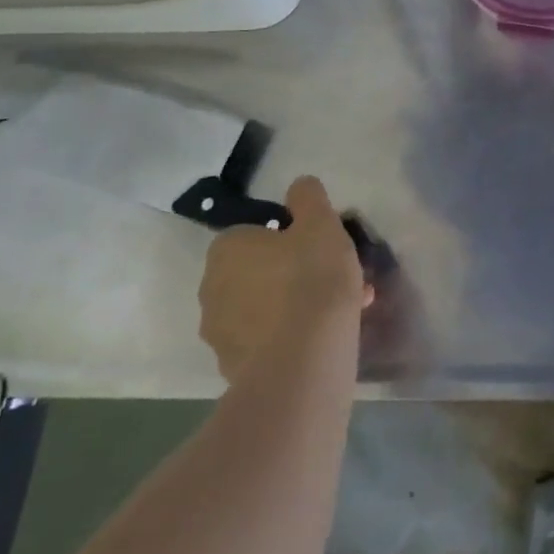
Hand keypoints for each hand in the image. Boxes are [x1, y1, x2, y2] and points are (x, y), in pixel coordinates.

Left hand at [198, 175, 367, 384]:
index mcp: (227, 249)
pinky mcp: (233, 368)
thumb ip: (309, 198)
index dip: (290, 238)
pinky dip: (291, 337)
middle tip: (334, 279)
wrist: (303, 361)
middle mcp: (211, 288)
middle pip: (259, 272)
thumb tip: (299, 184)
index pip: (255, 233)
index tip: (320, 248)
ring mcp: (219, 333)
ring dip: (295, 306)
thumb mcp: (321, 223)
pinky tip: (325, 339)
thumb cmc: (311, 279)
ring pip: (265, 308)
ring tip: (342, 310)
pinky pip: (267, 341)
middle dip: (294, 273)